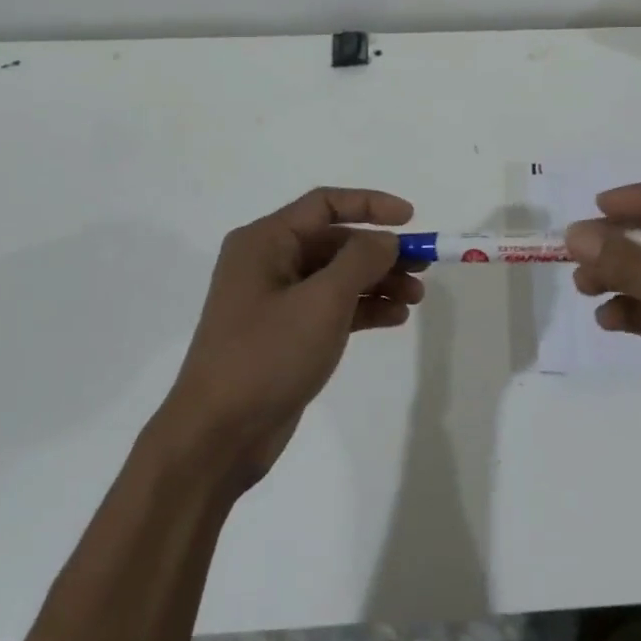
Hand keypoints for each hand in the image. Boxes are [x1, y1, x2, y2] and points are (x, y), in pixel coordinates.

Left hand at [156, 187, 421, 487]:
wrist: (218, 436)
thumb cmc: (266, 355)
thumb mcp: (321, 301)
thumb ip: (360, 260)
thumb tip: (385, 239)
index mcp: (266, 241)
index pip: (325, 204)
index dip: (370, 205)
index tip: (410, 218)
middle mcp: (268, 262)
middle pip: (335, 242)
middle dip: (380, 252)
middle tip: (423, 266)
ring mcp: (276, 300)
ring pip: (337, 276)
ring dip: (378, 282)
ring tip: (416, 297)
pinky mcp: (286, 334)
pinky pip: (331, 307)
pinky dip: (363, 308)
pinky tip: (396, 318)